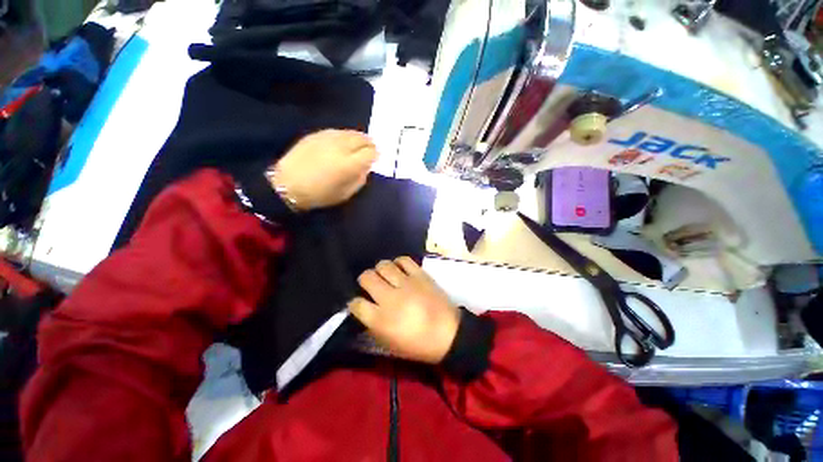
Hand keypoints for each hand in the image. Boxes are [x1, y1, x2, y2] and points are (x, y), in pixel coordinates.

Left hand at [271, 130, 377, 210]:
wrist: (288, 185)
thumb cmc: (320, 194)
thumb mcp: (346, 193)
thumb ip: (360, 178)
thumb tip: (366, 167)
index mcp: (349, 164)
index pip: (370, 152)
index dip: (375, 155)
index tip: (375, 158)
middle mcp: (341, 147)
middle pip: (362, 139)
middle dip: (369, 144)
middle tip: (370, 149)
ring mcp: (327, 138)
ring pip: (350, 132)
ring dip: (357, 138)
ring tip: (359, 144)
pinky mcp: (316, 134)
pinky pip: (336, 132)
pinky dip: (344, 136)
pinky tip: (343, 141)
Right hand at [348, 257, 460, 363]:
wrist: (448, 334)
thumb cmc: (418, 345)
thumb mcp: (389, 344)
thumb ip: (373, 325)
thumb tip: (364, 310)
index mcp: (380, 320)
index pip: (356, 304)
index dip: (354, 303)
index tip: (359, 303)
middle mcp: (390, 298)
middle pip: (367, 277)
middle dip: (364, 280)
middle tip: (371, 285)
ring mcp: (406, 283)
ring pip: (383, 265)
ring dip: (380, 270)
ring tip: (386, 276)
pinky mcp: (420, 275)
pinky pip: (404, 260)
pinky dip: (398, 263)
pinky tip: (400, 269)